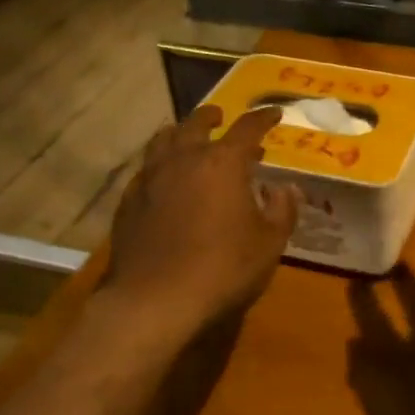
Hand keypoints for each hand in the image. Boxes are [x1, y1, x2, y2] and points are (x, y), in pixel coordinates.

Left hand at [104, 103, 301, 344]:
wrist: (153, 301)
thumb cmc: (222, 268)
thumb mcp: (269, 243)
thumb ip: (281, 210)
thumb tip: (285, 189)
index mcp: (223, 162)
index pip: (247, 128)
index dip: (263, 118)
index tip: (274, 114)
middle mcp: (184, 159)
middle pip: (196, 124)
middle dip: (212, 117)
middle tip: (221, 116)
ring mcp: (151, 178)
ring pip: (163, 140)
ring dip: (180, 133)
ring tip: (187, 138)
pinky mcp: (128, 202)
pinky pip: (146, 170)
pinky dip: (160, 165)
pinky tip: (164, 180)